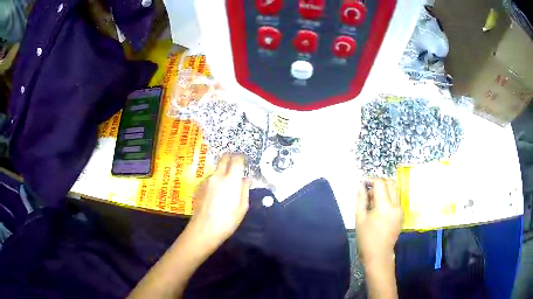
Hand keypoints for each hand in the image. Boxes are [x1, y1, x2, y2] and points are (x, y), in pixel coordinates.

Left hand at [187, 154, 250, 247]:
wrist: (203, 229)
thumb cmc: (228, 220)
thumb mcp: (243, 207)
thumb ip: (245, 190)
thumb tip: (247, 179)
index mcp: (232, 180)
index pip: (237, 160)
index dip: (241, 158)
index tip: (244, 160)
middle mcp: (218, 176)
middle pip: (224, 158)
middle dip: (230, 157)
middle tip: (235, 164)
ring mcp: (206, 180)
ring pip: (216, 170)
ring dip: (222, 172)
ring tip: (225, 185)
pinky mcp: (198, 187)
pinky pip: (209, 179)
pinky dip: (214, 182)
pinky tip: (215, 194)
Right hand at [356, 178, 402, 265]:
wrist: (378, 254)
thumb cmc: (366, 238)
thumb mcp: (360, 218)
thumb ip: (361, 199)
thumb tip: (361, 186)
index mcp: (384, 206)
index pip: (380, 183)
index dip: (371, 180)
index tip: (363, 183)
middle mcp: (395, 205)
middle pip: (390, 183)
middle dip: (379, 182)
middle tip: (368, 189)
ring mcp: (400, 210)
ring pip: (395, 190)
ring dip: (384, 189)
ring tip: (372, 200)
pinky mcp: (401, 215)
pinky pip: (396, 199)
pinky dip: (388, 198)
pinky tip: (378, 208)